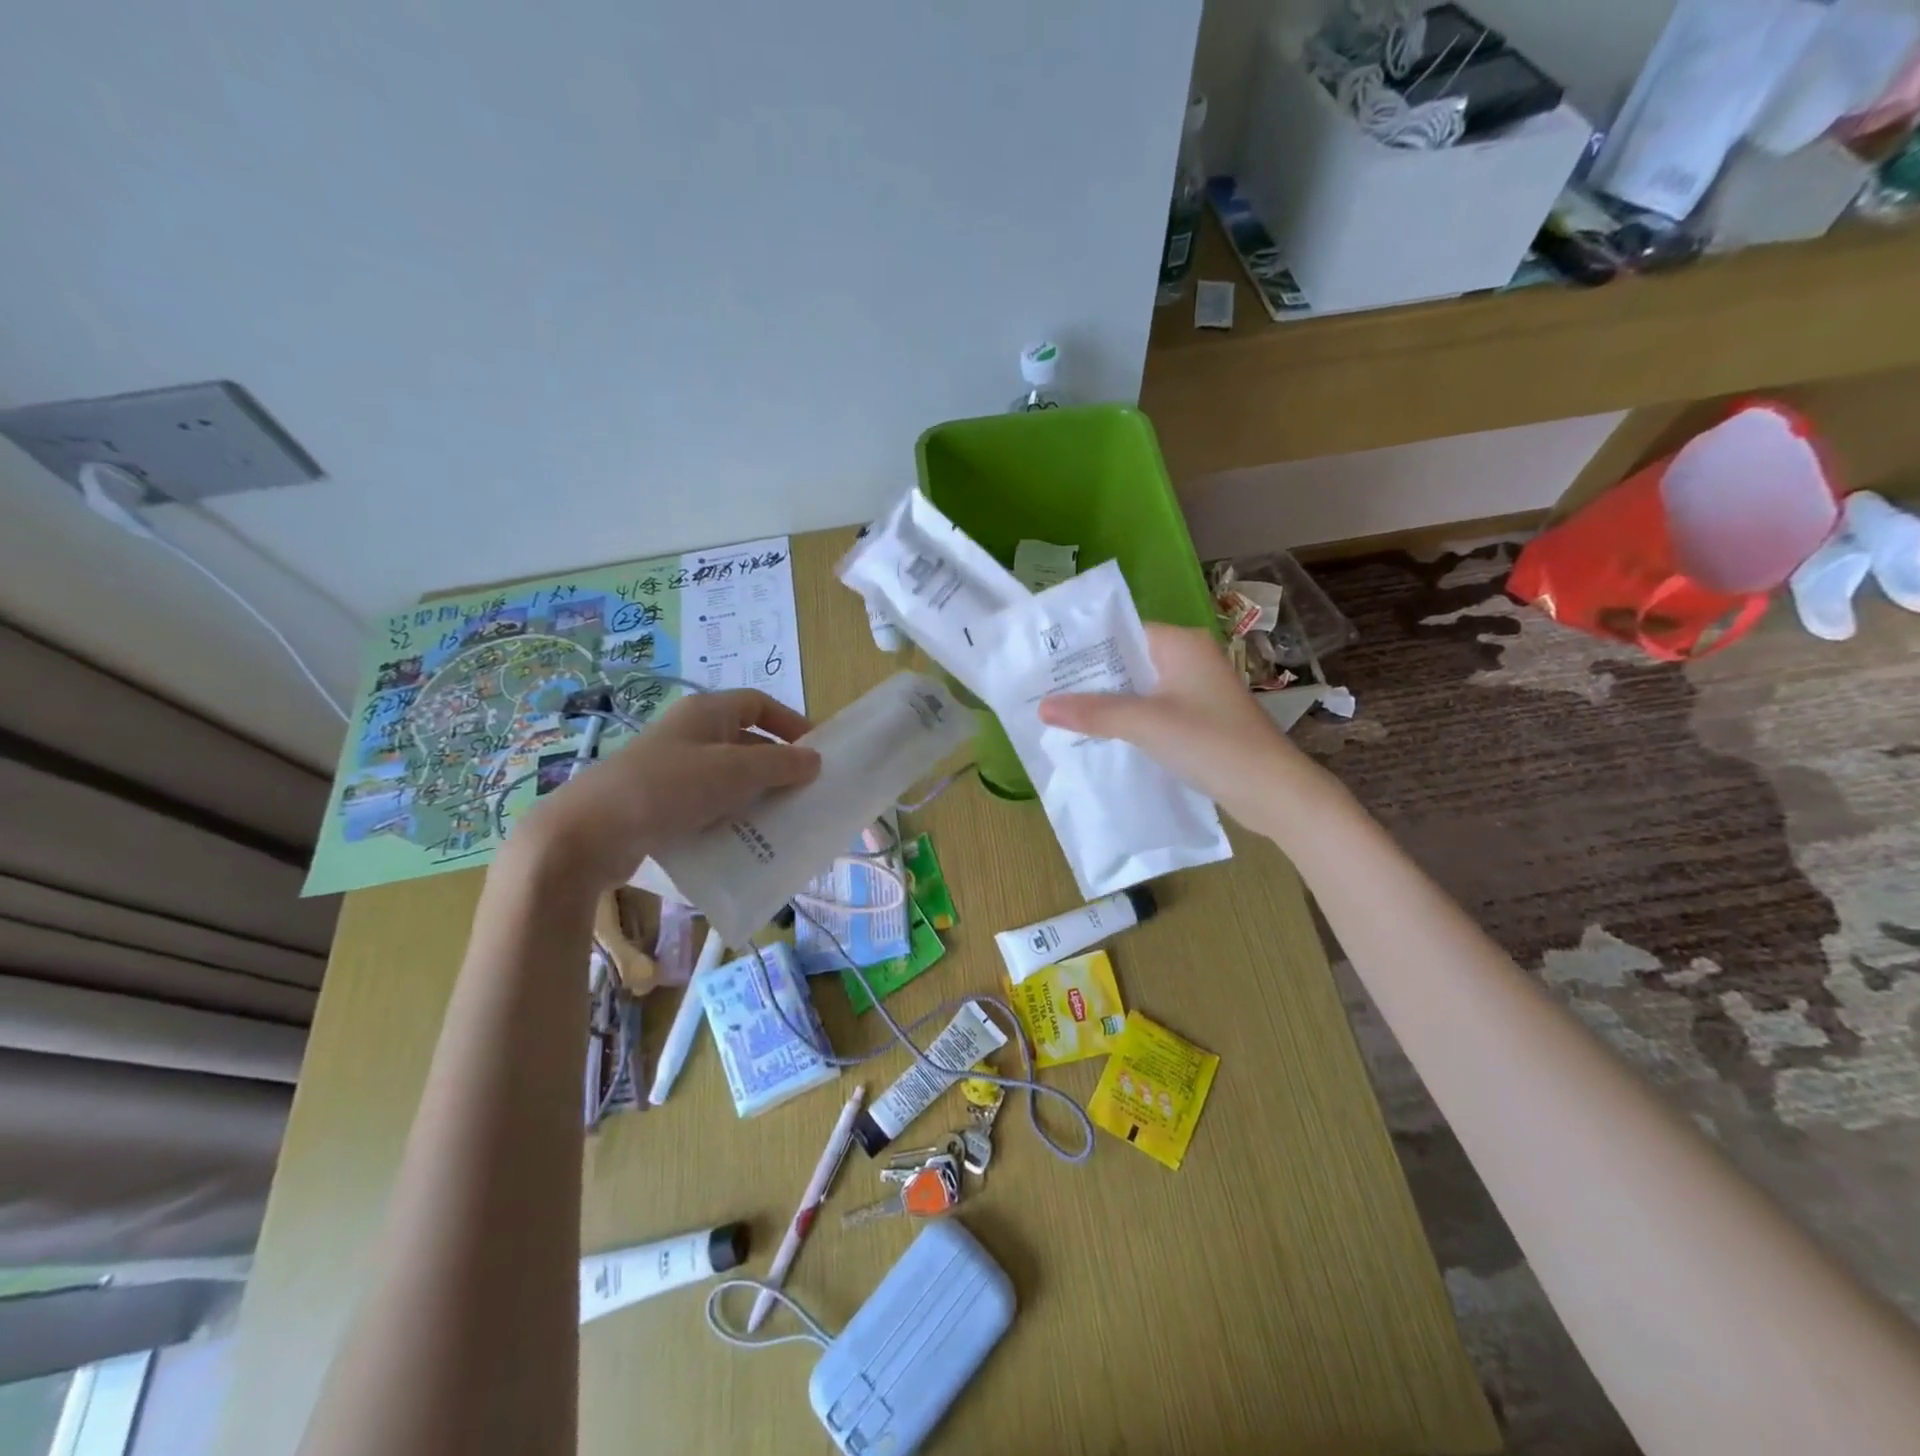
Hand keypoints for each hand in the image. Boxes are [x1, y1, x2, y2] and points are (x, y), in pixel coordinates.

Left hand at [505, 689, 819, 890]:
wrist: (588, 834)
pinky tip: (744, 841)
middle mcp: (690, 735)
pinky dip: (730, 818)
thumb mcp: (733, 771)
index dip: (791, 722)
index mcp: (706, 713)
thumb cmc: (667, 788)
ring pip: (729, 777)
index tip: (816, 751)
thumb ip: (780, 763)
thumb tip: (815, 760)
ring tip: (781, 822)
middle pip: (746, 742)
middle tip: (804, 792)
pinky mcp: (661, 804)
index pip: (759, 703)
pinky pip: (708, 805)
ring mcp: (673, 770)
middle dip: (777, 766)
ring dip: (756, 796)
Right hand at [1037, 625, 1315, 831]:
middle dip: (1089, 679)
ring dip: (1106, 703)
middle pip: (1127, 661)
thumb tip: (1042, 706)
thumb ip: (1093, 712)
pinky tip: (1098, 736)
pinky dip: (1126, 721)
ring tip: (1060, 714)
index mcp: (1180, 644)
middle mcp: (1189, 659)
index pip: (1121, 632)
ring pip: (1138, 689)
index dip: (1083, 647)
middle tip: (1043, 691)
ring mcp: (1195, 690)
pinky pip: (1151, 711)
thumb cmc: (1211, 743)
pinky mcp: (1198, 719)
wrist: (1272, 791)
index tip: (1044, 663)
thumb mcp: (1145, 724)